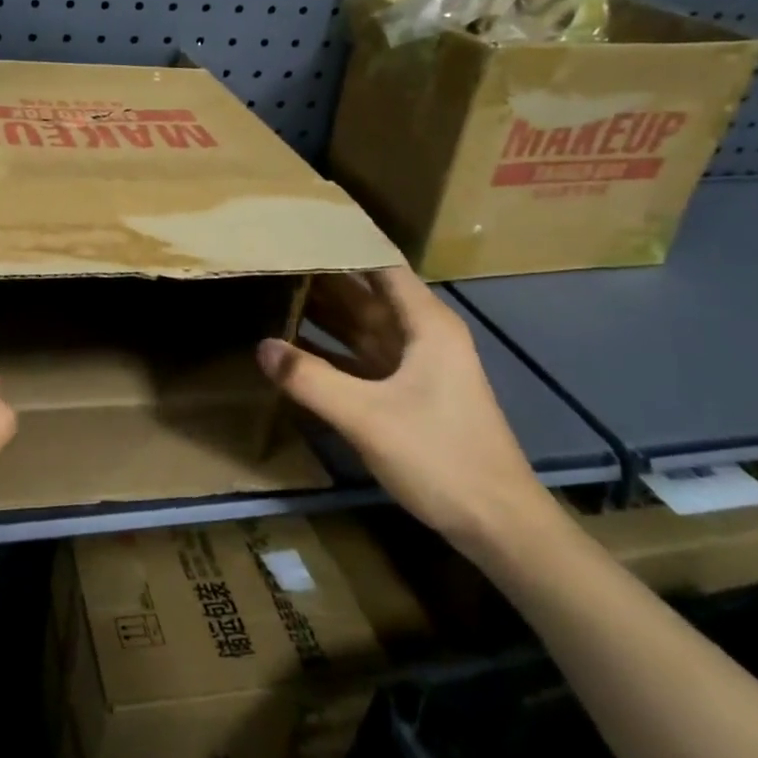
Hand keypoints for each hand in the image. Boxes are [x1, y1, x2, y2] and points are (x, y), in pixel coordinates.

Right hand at [256, 267, 556, 563]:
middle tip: (270, 259)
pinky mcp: (405, 393)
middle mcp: (422, 335)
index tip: (297, 232)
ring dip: (322, 312)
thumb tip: (261, 346)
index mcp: (426, 324)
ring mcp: (414, 365)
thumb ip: (311, 380)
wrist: (497, 525)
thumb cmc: (440, 457)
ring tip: (273, 291)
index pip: (379, 266)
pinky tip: (293, 346)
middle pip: (365, 294)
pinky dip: (329, 349)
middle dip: (321, 277)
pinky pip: (360, 357)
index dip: (342, 245)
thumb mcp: (367, 416)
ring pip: (361, 326)